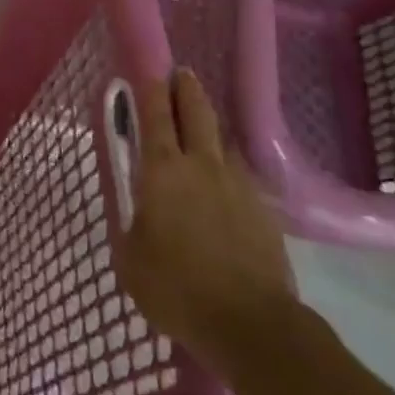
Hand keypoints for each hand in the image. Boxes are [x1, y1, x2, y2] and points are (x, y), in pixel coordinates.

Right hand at [118, 69, 299, 376]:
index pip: (156, 117)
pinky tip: (223, 187)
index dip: (151, 90)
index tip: (151, 69)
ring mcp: (238, 187)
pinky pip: (240, 178)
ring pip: (222, 144)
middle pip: (197, 114)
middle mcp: (201, 167)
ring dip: (209, 131)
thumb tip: (140, 214)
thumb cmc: (177, 288)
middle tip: (182, 75)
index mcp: (163, 171)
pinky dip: (227, 171)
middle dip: (188, 90)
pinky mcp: (263, 213)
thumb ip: (132, 225)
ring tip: (200, 133)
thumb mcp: (131, 258)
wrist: (252, 325)